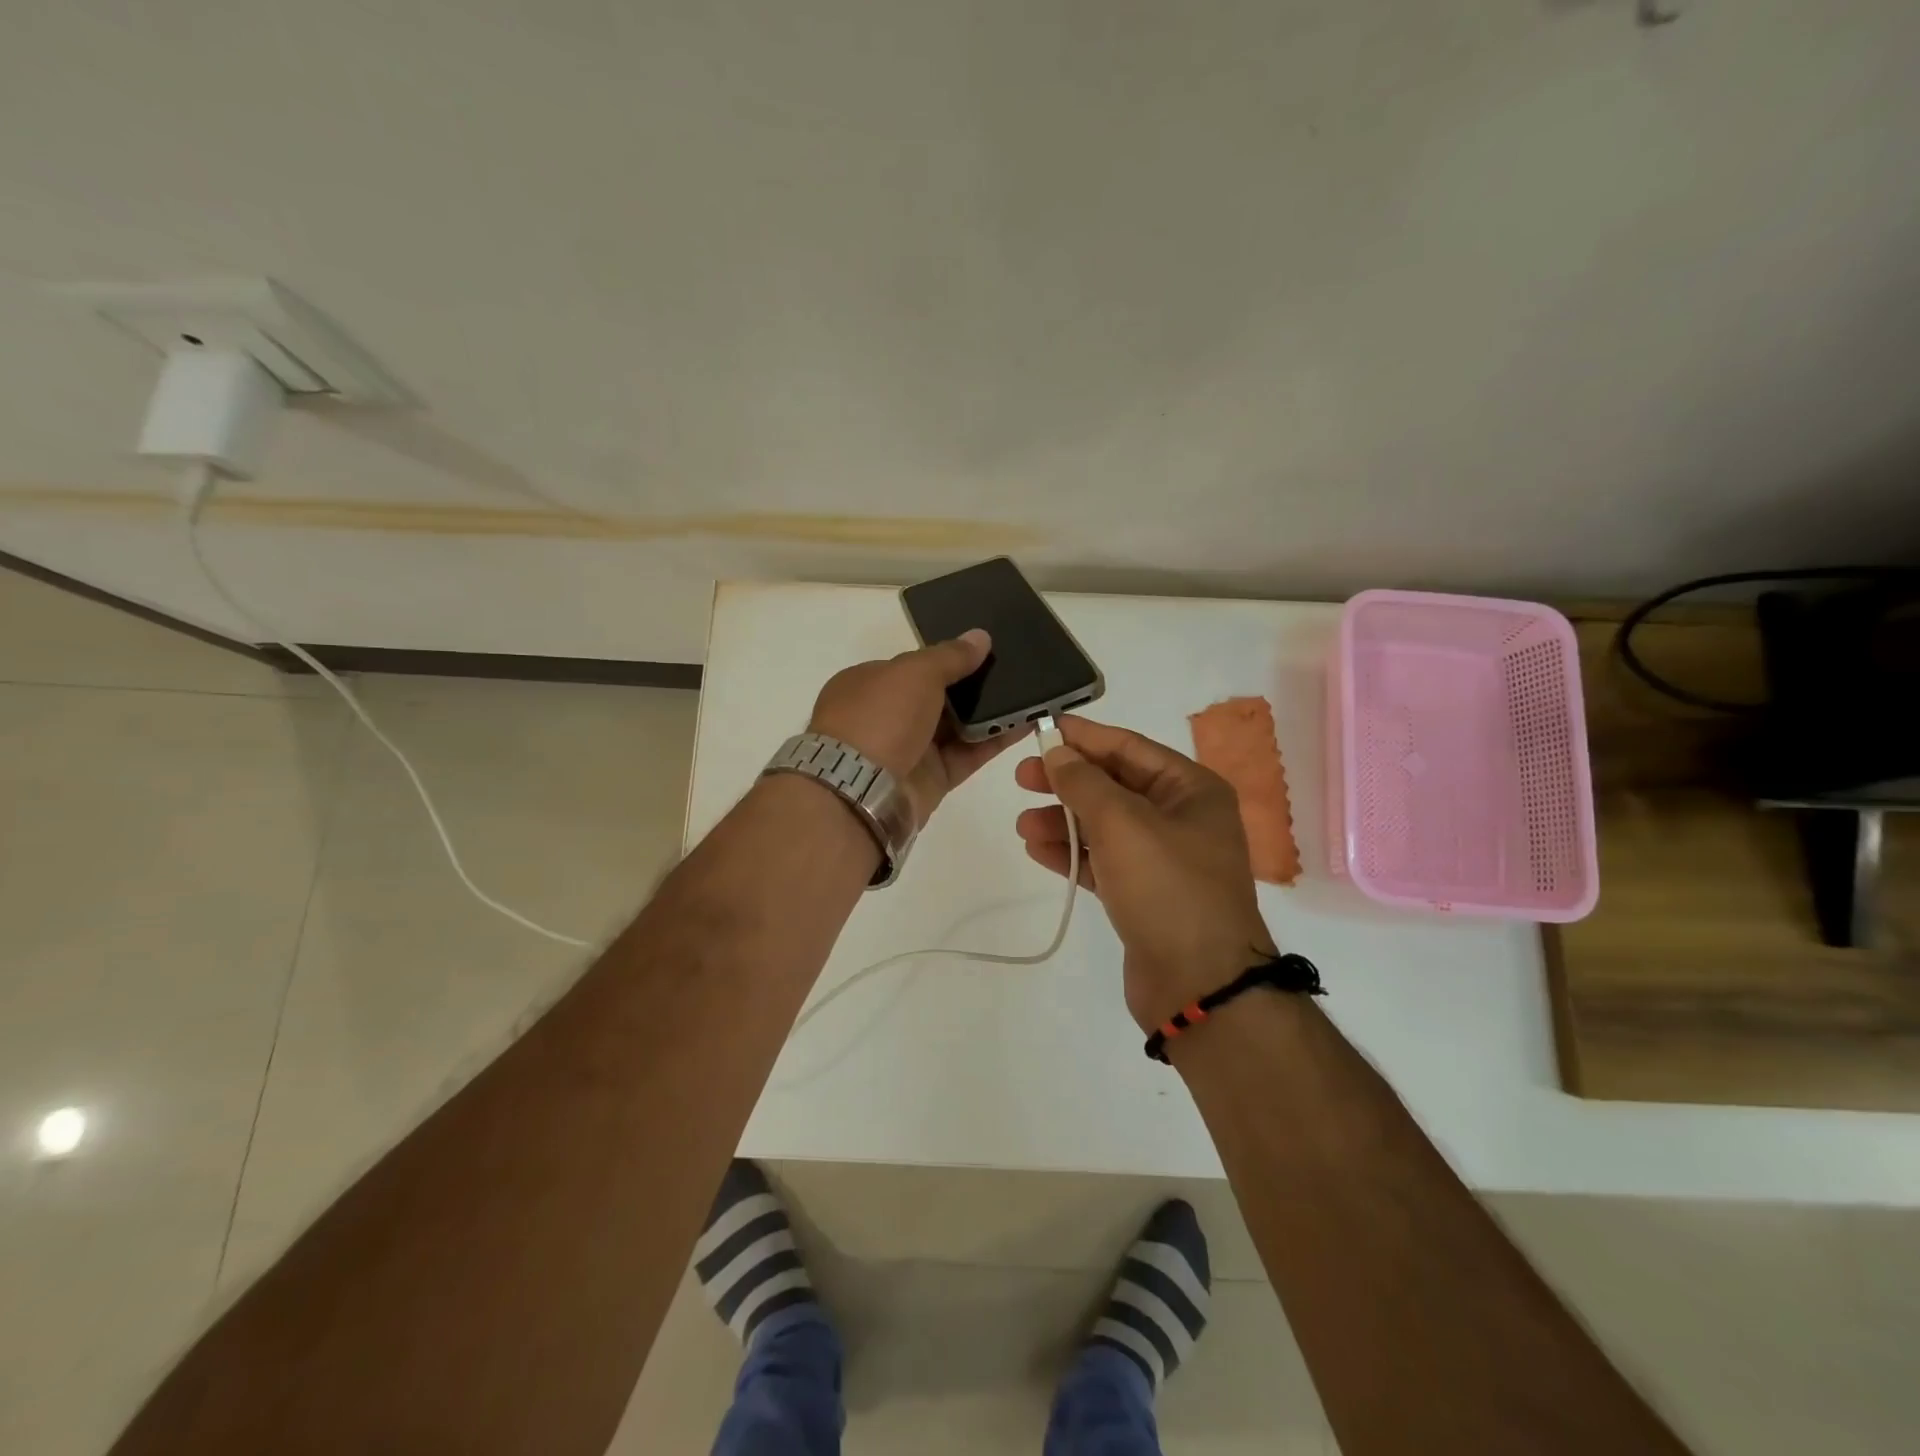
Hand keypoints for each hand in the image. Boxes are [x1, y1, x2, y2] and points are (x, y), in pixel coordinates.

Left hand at [808, 629, 1025, 827]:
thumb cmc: (880, 716)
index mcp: (868, 685)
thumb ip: (950, 656)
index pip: (911, 668)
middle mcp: (886, 717)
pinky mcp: (932, 779)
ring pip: (956, 727)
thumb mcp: (915, 672)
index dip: (945, 659)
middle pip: (936, 698)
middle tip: (1015, 671)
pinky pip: (968, 754)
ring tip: (1029, 693)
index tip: (982, 653)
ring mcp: (909, 750)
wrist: (860, 789)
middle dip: (972, 687)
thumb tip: (980, 637)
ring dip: (990, 713)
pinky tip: (1026, 723)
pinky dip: (995, 740)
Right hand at [1014, 716, 1276, 1032]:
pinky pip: (1103, 863)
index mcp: (1192, 790)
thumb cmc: (1167, 887)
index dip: (1084, 737)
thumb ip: (1084, 782)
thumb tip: (1058, 752)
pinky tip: (1037, 849)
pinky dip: (1073, 854)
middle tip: (1022, 778)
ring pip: (1105, 827)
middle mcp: (1182, 819)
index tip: (1043, 729)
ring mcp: (1165, 860)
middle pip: (1115, 786)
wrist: (1199, 985)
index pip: (1129, 748)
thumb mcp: (1122, 823)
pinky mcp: (1145, 896)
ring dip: (1063, 821)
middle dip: (1068, 782)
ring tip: (1022, 824)